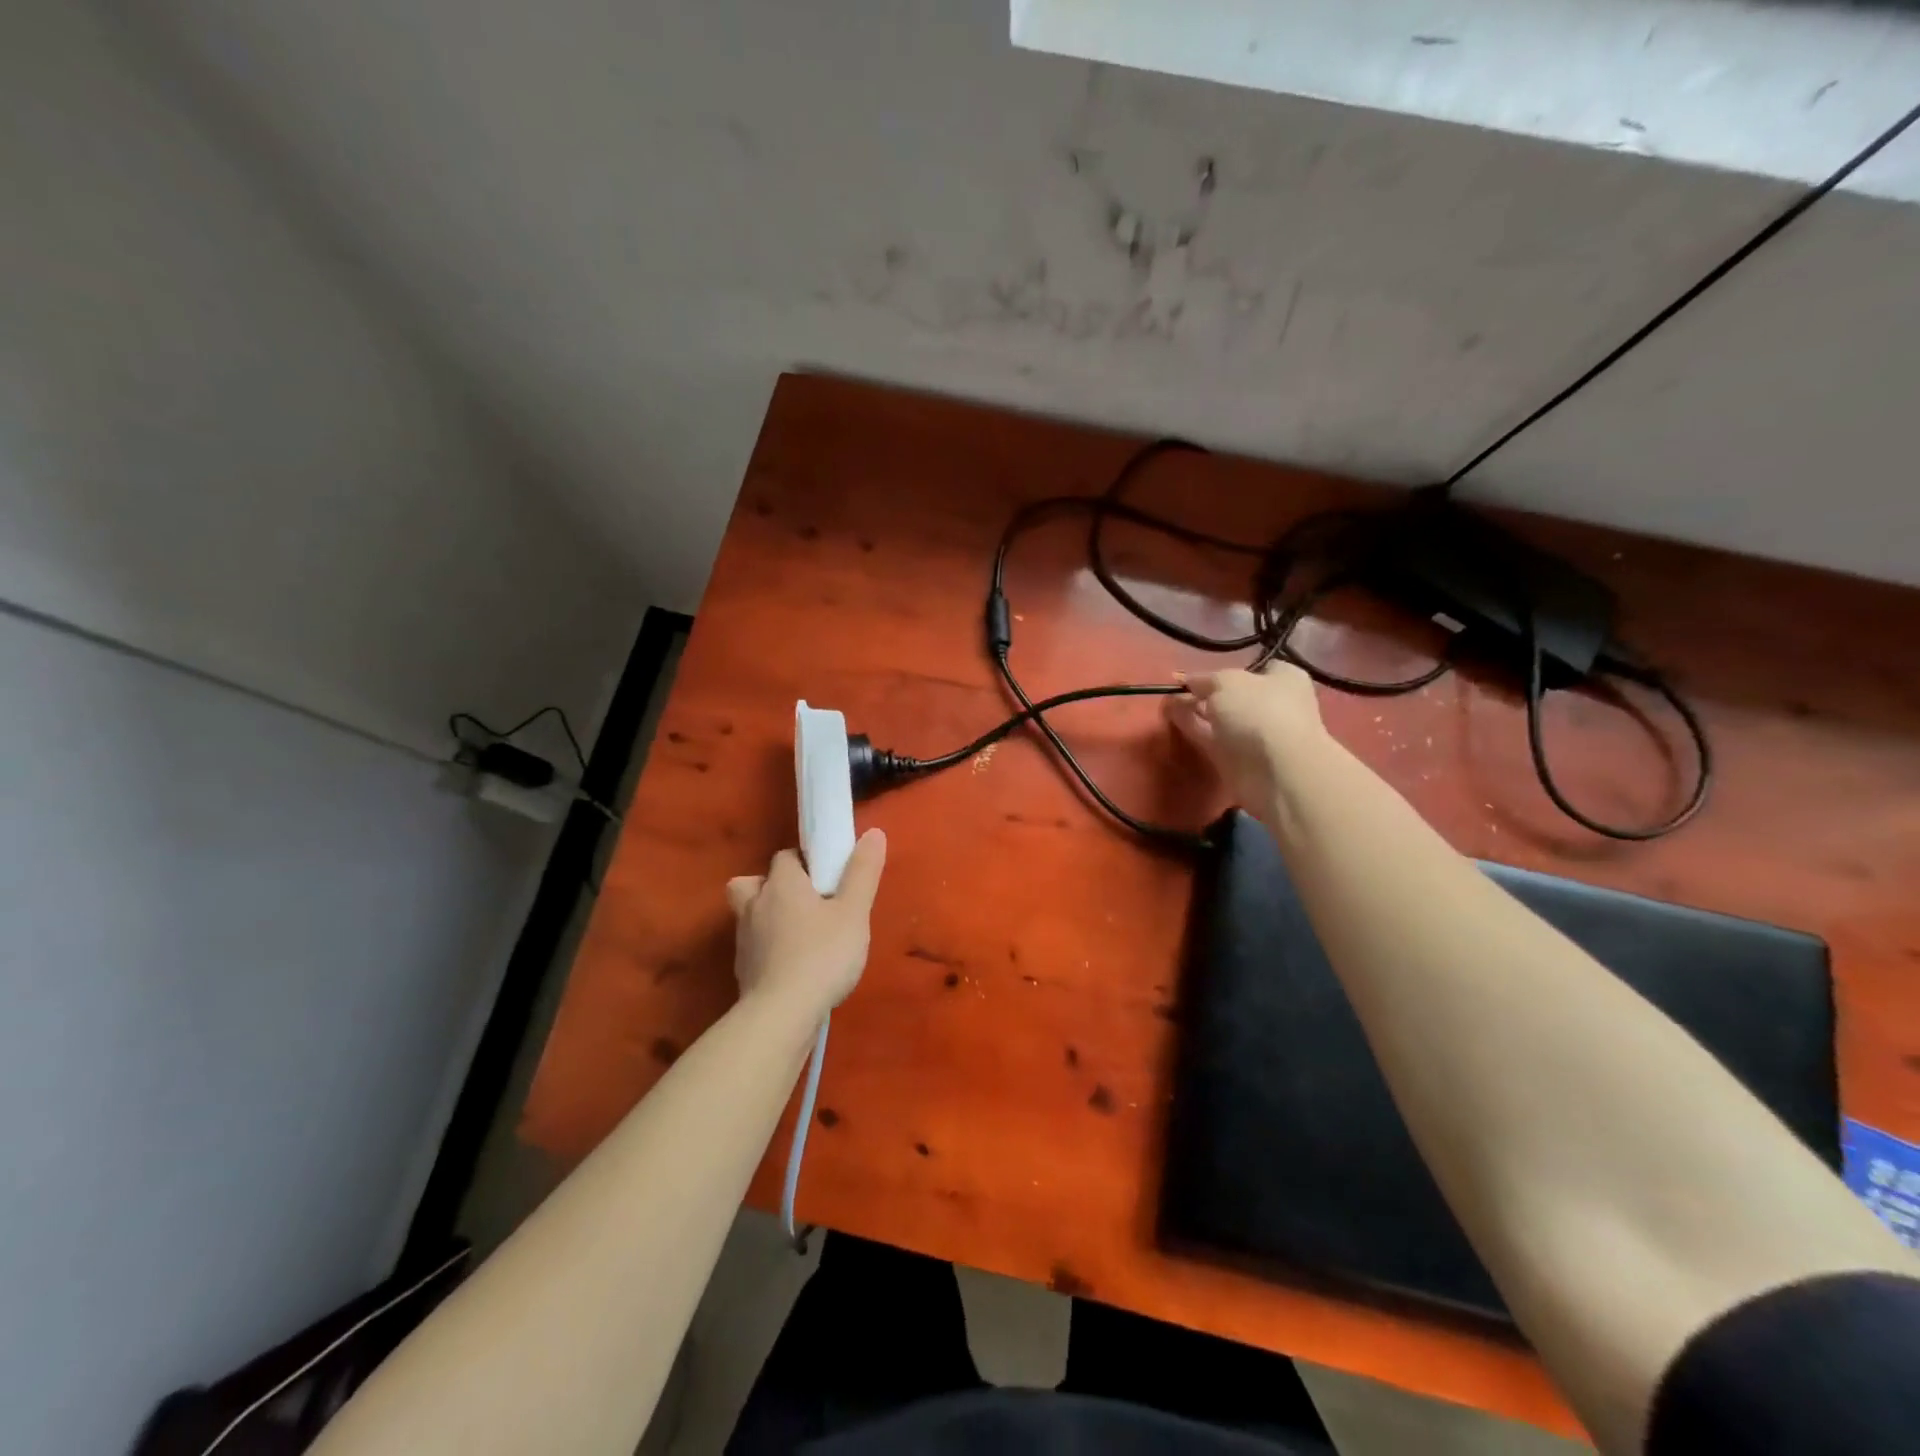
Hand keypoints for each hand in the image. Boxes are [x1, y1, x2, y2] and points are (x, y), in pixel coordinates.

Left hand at [726, 829, 886, 1016]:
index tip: (827, 878)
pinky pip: (752, 947)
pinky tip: (790, 965)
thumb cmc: (823, 955)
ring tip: (796, 934)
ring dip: (766, 917)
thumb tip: (874, 832)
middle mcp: (755, 904)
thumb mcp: (854, 912)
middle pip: (753, 882)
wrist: (783, 1014)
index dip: (805, 862)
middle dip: (772, 886)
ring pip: (748, 914)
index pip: (786, 857)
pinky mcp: (742, 970)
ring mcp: (744, 939)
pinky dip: (766, 949)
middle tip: (802, 903)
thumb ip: (863, 872)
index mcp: (782, 884)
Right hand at [1168, 663, 1326, 810]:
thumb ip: (1205, 679)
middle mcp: (1272, 705)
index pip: (1255, 669)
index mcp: (1283, 680)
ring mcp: (1255, 734)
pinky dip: (1193, 728)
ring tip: (1167, 701)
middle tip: (1177, 689)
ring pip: (1220, 718)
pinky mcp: (1237, 759)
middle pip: (1233, 696)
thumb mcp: (1227, 682)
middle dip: (1206, 692)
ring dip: (1195, 710)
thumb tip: (1189, 680)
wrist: (1277, 771)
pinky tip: (1172, 717)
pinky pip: (1211, 738)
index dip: (1227, 670)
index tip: (1200, 674)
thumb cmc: (1259, 712)